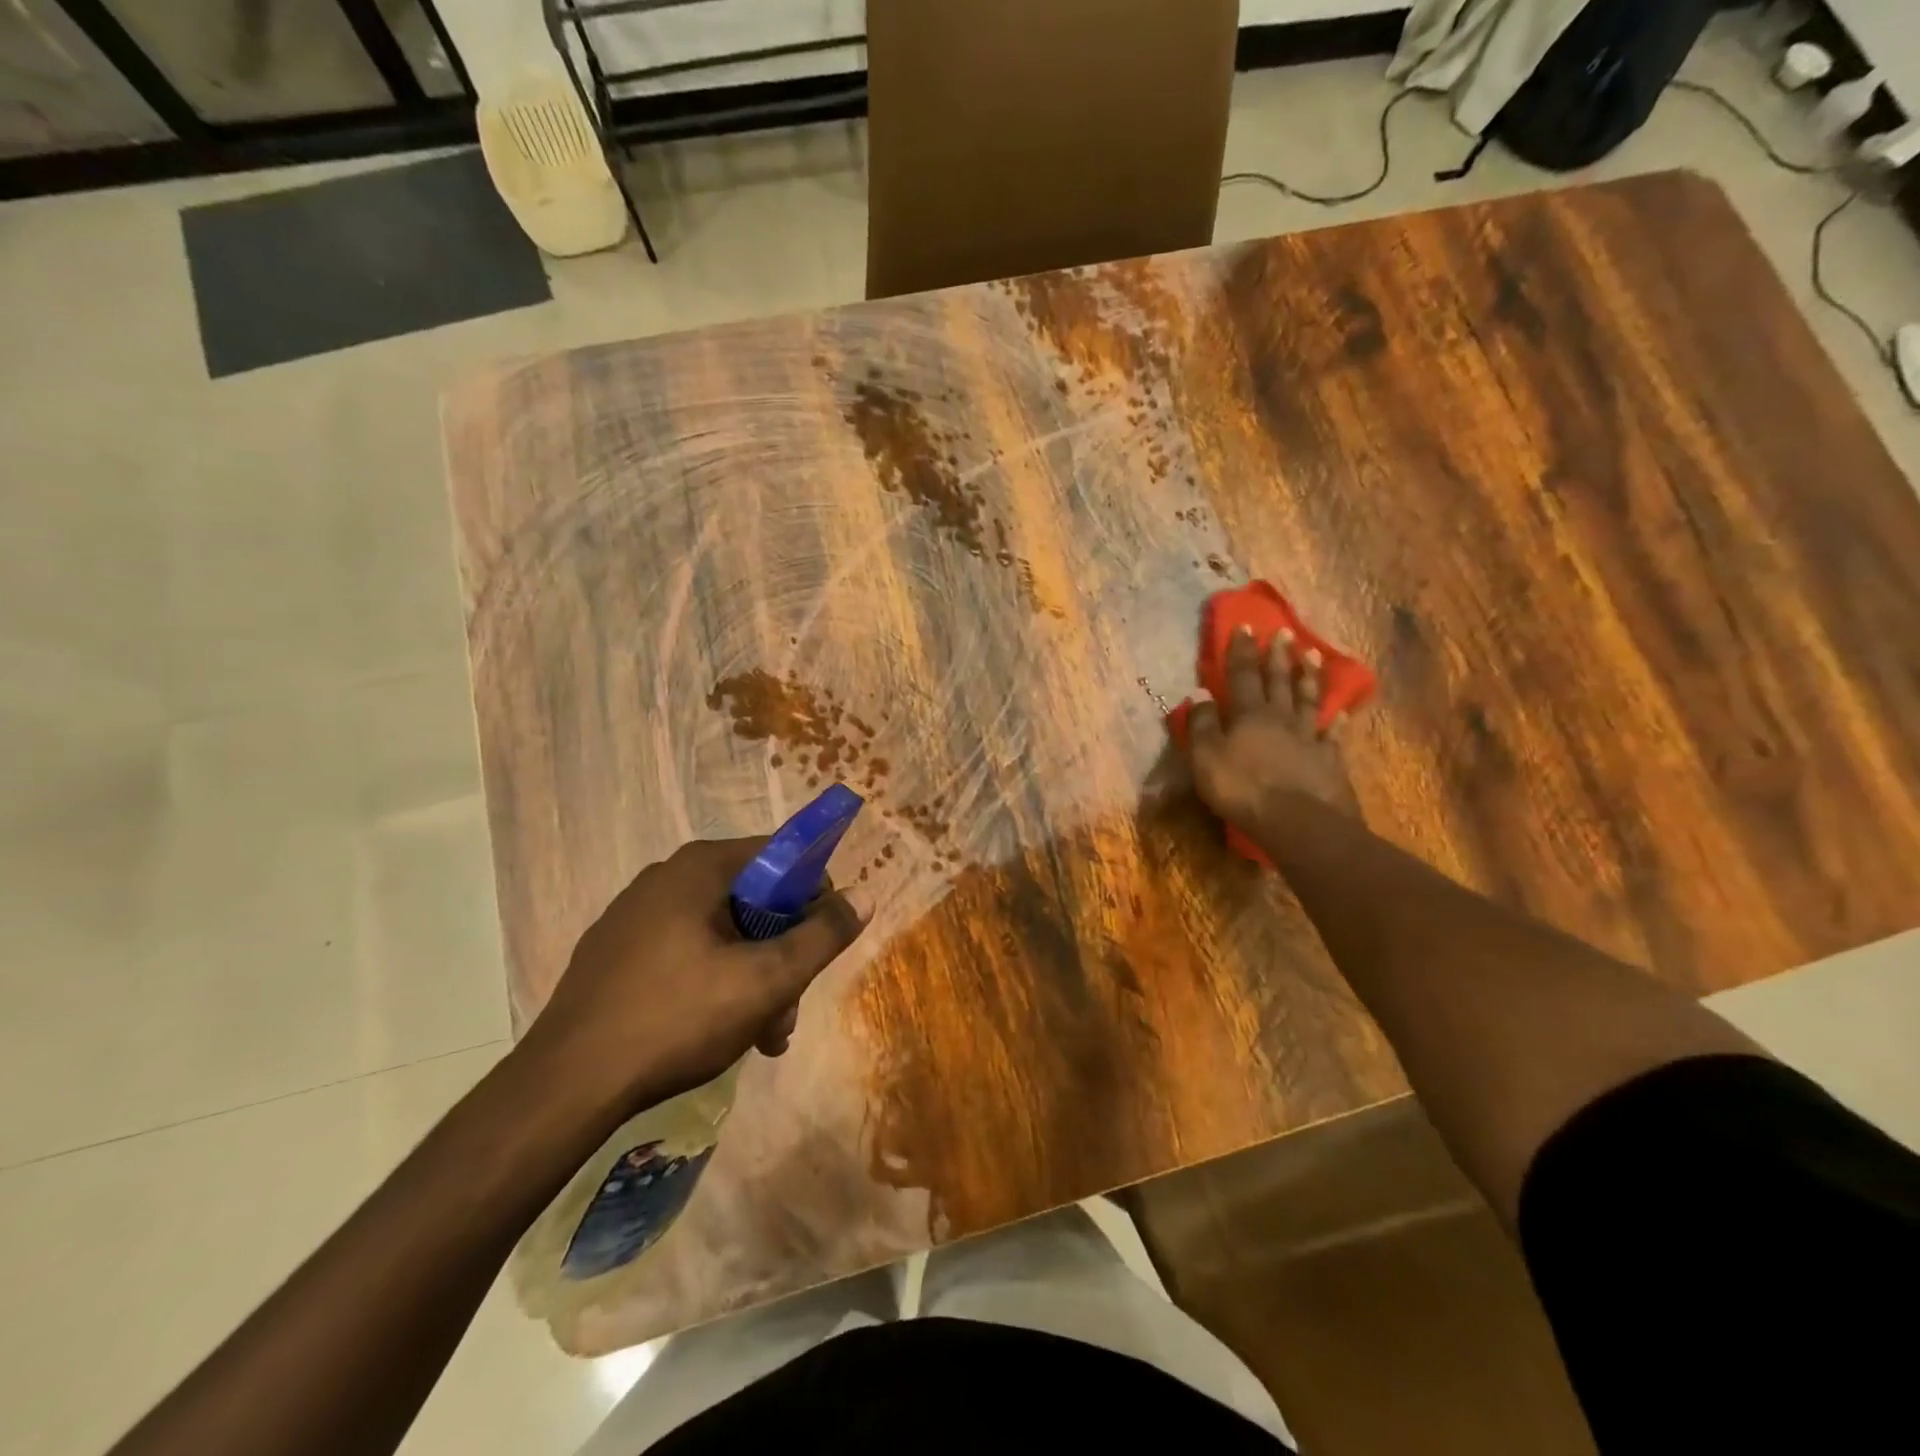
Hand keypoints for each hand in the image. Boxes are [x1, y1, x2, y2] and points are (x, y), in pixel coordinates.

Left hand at [522, 838, 865, 1114]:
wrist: (566, 1086)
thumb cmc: (678, 1018)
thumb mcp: (767, 980)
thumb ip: (822, 935)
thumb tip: (865, 896)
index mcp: (700, 867)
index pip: (783, 857)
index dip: (813, 898)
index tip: (818, 948)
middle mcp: (666, 877)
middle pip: (753, 902)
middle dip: (781, 956)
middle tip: (786, 1013)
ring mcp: (634, 916)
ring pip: (721, 934)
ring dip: (752, 979)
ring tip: (759, 1038)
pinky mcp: (615, 954)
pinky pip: (684, 953)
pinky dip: (712, 984)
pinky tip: (716, 1032)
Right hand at [1185, 625, 1357, 836]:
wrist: (1296, 820)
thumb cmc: (1242, 788)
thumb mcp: (1206, 757)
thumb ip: (1201, 724)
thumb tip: (1199, 693)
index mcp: (1248, 715)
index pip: (1241, 675)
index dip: (1241, 651)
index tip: (1245, 625)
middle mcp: (1280, 718)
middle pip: (1278, 681)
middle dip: (1278, 655)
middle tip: (1284, 632)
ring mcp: (1308, 737)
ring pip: (1308, 700)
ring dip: (1308, 677)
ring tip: (1312, 655)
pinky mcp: (1329, 760)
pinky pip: (1332, 735)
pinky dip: (1335, 721)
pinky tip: (1340, 712)